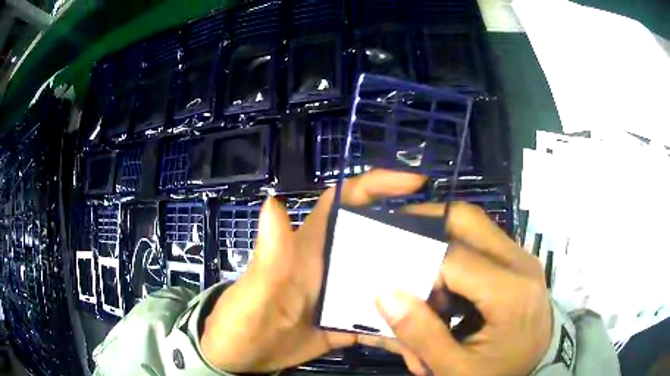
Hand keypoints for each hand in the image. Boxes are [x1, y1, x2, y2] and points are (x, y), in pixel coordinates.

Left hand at [200, 170, 426, 372]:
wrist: (240, 358)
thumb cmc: (241, 320)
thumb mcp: (254, 290)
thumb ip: (269, 254)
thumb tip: (273, 200)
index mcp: (312, 247)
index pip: (346, 200)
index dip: (378, 184)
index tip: (418, 183)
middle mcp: (334, 265)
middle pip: (382, 242)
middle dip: (417, 244)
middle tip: (453, 256)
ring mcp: (344, 297)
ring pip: (389, 286)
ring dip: (416, 297)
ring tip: (446, 310)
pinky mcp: (347, 325)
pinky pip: (381, 324)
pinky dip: (399, 334)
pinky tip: (419, 347)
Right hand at [374, 203, 552, 375]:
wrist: (539, 365)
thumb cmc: (500, 371)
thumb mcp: (456, 369)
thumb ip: (421, 335)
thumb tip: (385, 293)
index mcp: (510, 293)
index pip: (453, 259)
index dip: (418, 268)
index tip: (397, 286)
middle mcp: (520, 263)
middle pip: (467, 219)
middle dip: (426, 221)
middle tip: (396, 239)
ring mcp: (522, 259)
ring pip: (474, 226)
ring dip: (441, 240)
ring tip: (420, 271)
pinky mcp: (518, 262)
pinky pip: (482, 242)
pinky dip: (456, 253)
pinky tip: (444, 284)